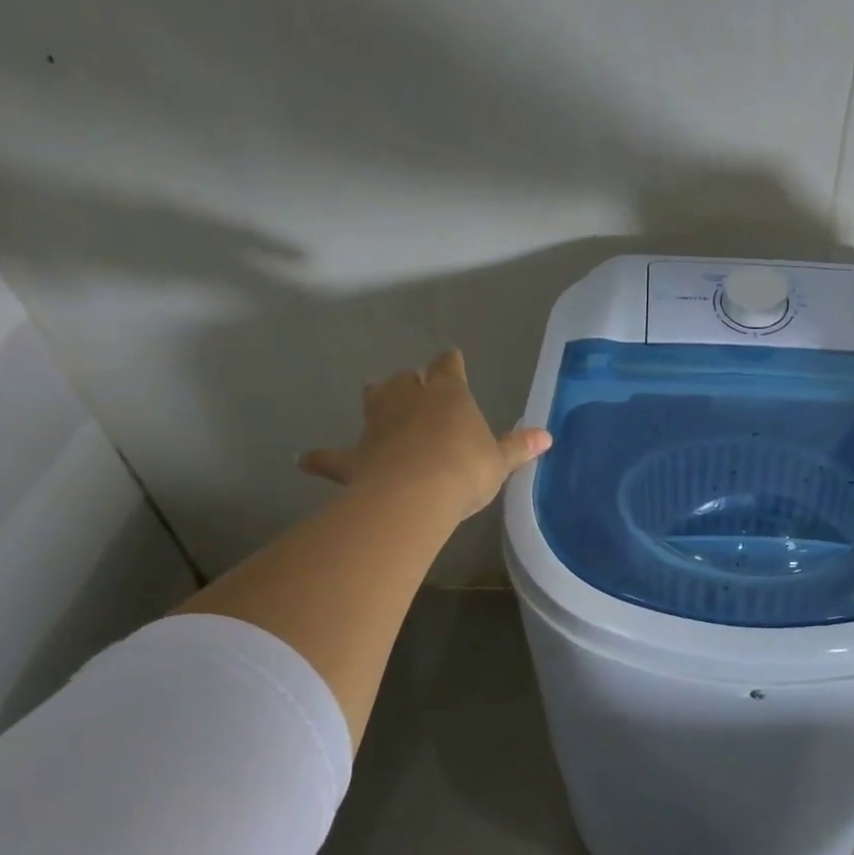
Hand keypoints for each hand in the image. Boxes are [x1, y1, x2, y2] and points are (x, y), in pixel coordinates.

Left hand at [297, 350, 551, 518]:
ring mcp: (377, 425)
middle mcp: (408, 399)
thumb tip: (547, 436)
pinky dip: (321, 458)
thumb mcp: (500, 461)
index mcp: (447, 394)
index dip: (451, 364)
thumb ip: (518, 447)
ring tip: (379, 404)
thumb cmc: (465, 469)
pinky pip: (333, 456)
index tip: (452, 360)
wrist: (417, 494)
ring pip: (373, 400)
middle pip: (405, 379)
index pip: (448, 367)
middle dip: (410, 382)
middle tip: (418, 391)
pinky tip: (306, 460)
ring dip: (377, 400)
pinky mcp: (355, 456)